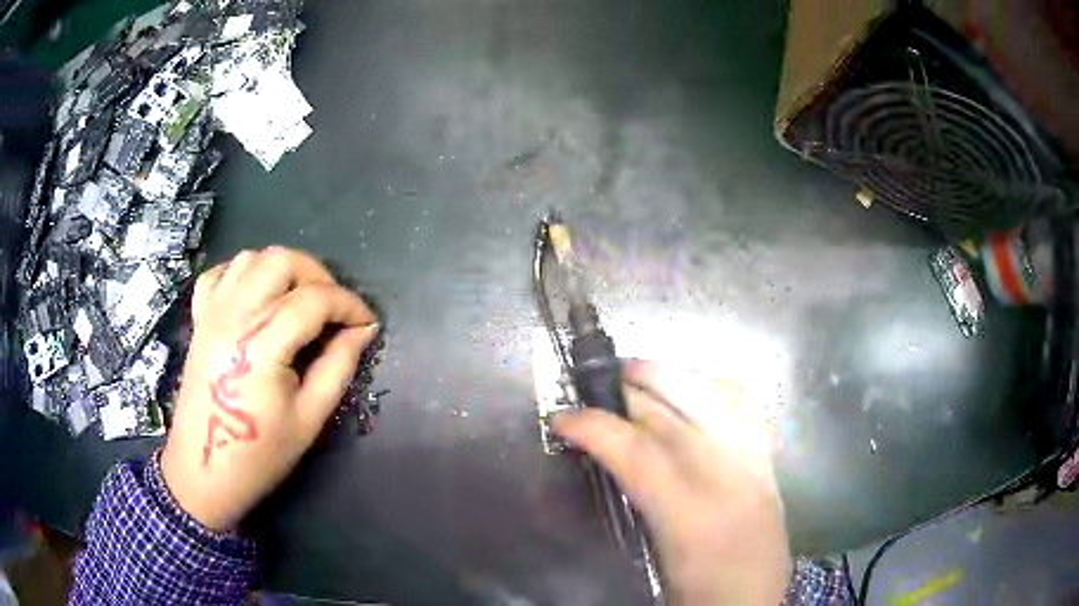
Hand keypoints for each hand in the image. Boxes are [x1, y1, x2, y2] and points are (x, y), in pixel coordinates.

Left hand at [161, 247, 378, 530]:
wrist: (204, 470)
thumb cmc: (259, 454)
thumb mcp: (309, 418)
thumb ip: (338, 366)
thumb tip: (362, 331)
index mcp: (261, 346)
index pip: (314, 300)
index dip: (349, 305)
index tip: (367, 322)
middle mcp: (233, 316)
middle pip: (281, 261)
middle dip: (317, 275)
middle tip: (333, 308)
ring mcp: (212, 312)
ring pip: (252, 258)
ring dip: (283, 270)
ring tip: (299, 299)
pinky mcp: (199, 318)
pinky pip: (220, 273)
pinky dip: (244, 273)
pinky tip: (258, 295)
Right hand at [553, 361, 790, 604]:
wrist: (756, 603)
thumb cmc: (698, 593)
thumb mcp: (652, 560)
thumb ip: (631, 504)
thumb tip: (601, 459)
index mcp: (692, 517)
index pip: (637, 452)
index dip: (594, 427)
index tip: (562, 419)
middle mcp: (729, 478)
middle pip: (675, 414)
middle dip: (627, 391)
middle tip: (593, 388)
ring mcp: (756, 463)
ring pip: (714, 396)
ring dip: (670, 376)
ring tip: (636, 371)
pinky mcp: (770, 462)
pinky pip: (747, 406)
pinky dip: (716, 387)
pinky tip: (696, 386)